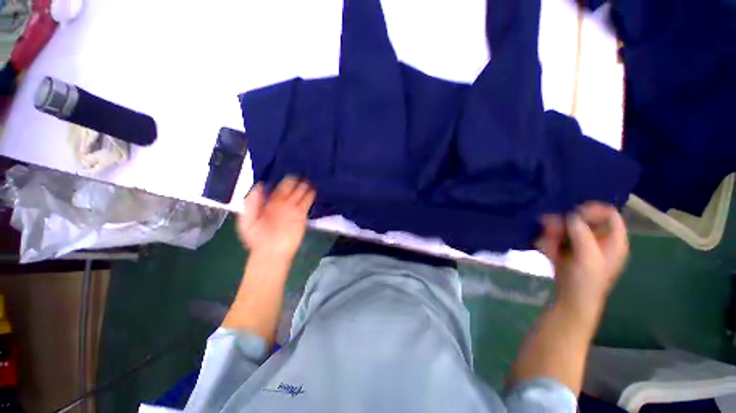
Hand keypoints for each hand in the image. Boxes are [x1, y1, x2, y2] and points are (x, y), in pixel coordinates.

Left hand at [237, 177, 315, 259]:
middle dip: (294, 182)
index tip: (287, 173)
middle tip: (300, 174)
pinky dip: (310, 197)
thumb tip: (259, 185)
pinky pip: (306, 204)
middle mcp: (282, 204)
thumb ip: (252, 203)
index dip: (282, 181)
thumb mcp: (247, 220)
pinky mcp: (301, 216)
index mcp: (268, 204)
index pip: (277, 189)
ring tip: (308, 179)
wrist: (270, 252)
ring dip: (304, 188)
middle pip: (290, 190)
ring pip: (299, 195)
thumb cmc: (256, 238)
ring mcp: (292, 210)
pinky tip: (313, 190)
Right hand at [537, 202, 628, 317]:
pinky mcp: (568, 248)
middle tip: (551, 228)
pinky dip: (550, 239)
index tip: (573, 214)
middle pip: (584, 219)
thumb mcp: (587, 257)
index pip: (608, 214)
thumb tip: (571, 215)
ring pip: (568, 227)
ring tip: (546, 240)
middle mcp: (599, 239)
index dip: (592, 210)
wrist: (571, 299)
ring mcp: (583, 243)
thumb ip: (582, 234)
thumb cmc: (586, 281)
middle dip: (566, 222)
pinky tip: (547, 248)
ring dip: (554, 231)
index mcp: (614, 240)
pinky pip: (558, 236)